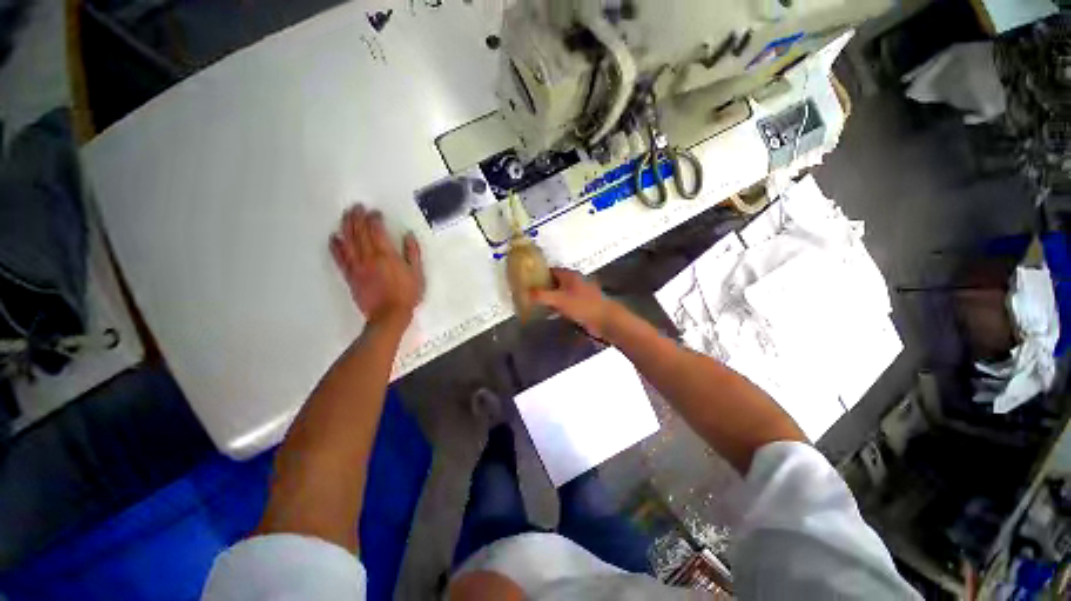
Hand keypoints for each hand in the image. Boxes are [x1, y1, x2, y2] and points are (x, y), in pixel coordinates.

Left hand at [329, 204, 423, 326]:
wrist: (389, 315)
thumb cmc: (407, 294)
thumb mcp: (417, 273)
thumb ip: (412, 253)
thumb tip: (408, 235)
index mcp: (386, 255)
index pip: (377, 230)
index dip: (374, 219)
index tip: (375, 212)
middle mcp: (369, 257)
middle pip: (359, 232)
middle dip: (357, 217)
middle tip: (356, 206)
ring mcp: (357, 266)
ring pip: (348, 241)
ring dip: (345, 226)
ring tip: (345, 215)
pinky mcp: (350, 276)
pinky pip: (340, 258)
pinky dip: (336, 246)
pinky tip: (333, 238)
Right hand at [530, 268, 621, 338]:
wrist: (605, 320)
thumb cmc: (582, 305)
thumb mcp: (558, 299)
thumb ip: (541, 295)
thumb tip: (525, 292)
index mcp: (570, 275)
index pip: (551, 270)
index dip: (539, 274)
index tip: (527, 280)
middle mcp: (574, 282)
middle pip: (555, 282)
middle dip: (543, 287)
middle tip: (528, 294)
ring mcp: (579, 294)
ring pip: (560, 293)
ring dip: (550, 298)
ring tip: (535, 304)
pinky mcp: (582, 306)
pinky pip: (566, 304)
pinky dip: (557, 307)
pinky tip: (549, 314)